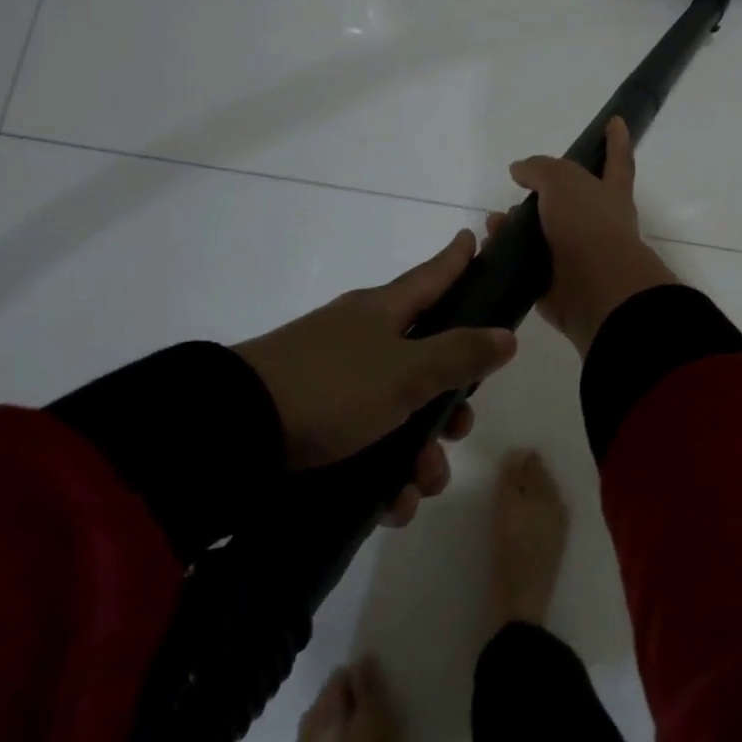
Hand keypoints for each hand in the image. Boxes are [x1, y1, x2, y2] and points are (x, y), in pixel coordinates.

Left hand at [232, 231, 516, 525]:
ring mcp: (336, 379)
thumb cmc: (332, 387)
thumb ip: (460, 355)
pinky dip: (385, 472)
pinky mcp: (315, 421)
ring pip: (400, 409)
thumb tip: (507, 335)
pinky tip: (392, 503)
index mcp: (383, 311)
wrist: (233, 433)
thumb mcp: (406, 372)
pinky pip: (367, 442)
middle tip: (460, 428)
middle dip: (450, 400)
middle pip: (425, 357)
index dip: (457, 259)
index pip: (432, 276)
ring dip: (420, 450)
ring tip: (420, 485)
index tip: (473, 238)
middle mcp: (362, 338)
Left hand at [288, 657, 395, 741]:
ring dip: (327, 724)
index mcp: (321, 714)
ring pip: (312, 731)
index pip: (336, 680)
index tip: (370, 679)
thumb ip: (367, 686)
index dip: (354, 675)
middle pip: (321, 704)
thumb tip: (361, 658)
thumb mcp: (375, 717)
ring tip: (349, 729)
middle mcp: (304, 735)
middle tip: (362, 703)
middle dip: (337, 699)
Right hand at [495, 116, 678, 356]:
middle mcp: (597, 223)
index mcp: (609, 194)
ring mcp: (577, 255)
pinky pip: (527, 264)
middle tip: (516, 190)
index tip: (616, 121)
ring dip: (516, 226)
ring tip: (493, 222)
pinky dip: (507, 256)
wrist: (595, 290)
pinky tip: (489, 248)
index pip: (616, 160)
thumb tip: (520, 170)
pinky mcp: (556, 283)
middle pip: (568, 200)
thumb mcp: (563, 181)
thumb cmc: (588, 226)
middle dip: (542, 194)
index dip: (616, 141)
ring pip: (542, 233)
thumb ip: (541, 169)